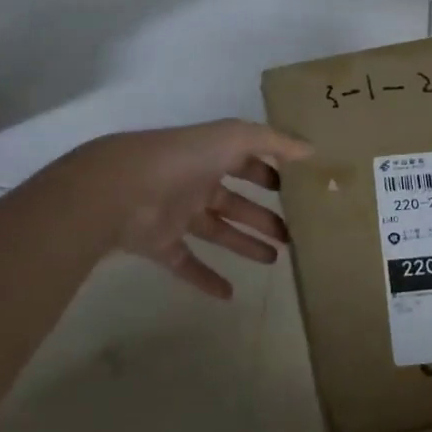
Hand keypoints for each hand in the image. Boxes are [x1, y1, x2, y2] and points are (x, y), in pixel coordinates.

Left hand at [75, 120, 311, 298]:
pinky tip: (229, 294)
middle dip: (262, 215)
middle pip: (235, 201)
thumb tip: (312, 149)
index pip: (245, 162)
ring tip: (275, 259)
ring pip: (217, 231)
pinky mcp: (160, 244)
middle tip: (292, 234)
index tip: (295, 190)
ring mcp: (176, 214)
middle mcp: (195, 182)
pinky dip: (205, 279)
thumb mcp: (232, 138)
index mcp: (210, 155)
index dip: (268, 174)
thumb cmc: (181, 159)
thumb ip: (273, 142)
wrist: (119, 190)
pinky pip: (187, 263)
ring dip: (244, 243)